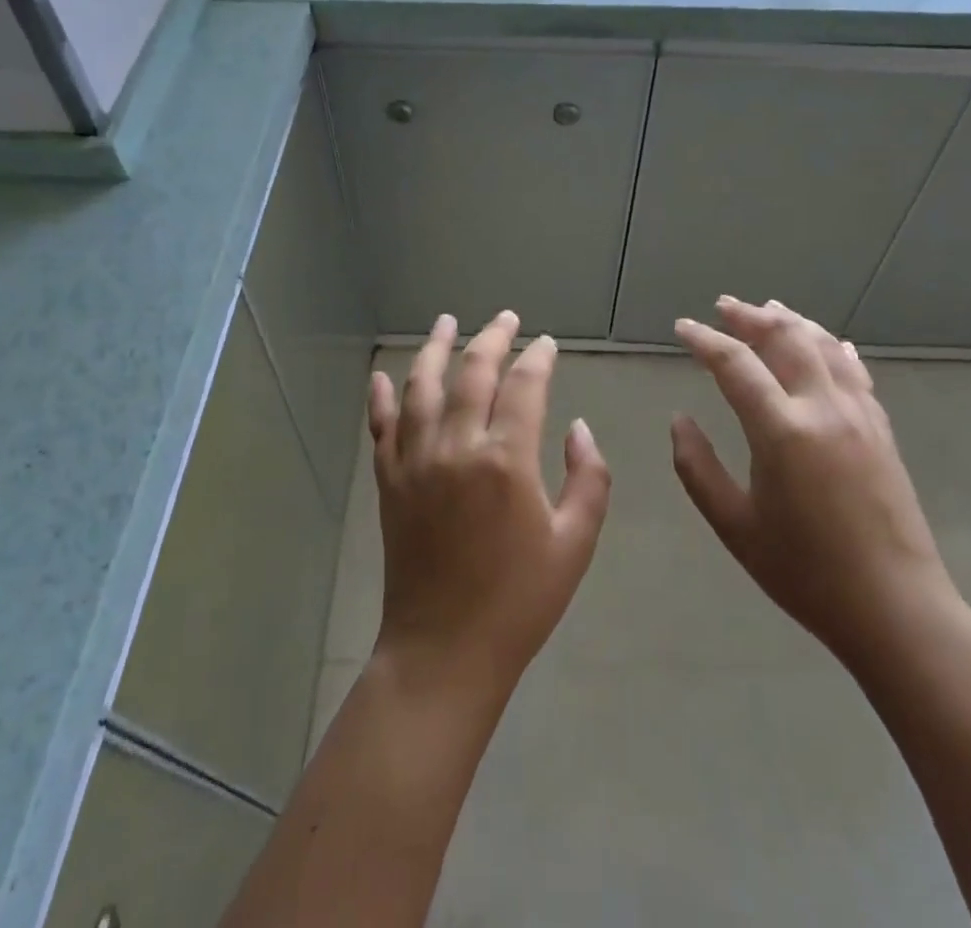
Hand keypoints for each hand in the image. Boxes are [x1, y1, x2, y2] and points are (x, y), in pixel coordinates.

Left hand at [368, 311, 611, 705]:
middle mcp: (456, 446)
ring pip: (423, 387)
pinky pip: (382, 427)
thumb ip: (589, 478)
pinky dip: (381, 398)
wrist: (444, 651)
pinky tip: (384, 375)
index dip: (538, 358)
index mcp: (506, 460)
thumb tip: (579, 428)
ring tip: (447, 323)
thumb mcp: (575, 543)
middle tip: (505, 319)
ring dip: (436, 349)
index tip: (546, 344)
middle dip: (492, 338)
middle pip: (473, 373)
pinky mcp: (389, 481)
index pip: (524, 385)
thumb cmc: (520, 601)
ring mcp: (415, 461)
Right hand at [671, 297, 961, 672]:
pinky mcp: (881, 428)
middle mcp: (823, 408)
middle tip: (724, 307)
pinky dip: (831, 347)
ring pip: (823, 345)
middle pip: (785, 338)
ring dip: (792, 322)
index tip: (683, 327)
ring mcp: (859, 414)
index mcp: (782, 431)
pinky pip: (854, 370)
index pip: (735, 364)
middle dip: (750, 317)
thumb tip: (679, 421)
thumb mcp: (735, 527)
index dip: (705, 340)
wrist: (896, 608)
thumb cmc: (806, 573)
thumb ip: (698, 468)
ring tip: (768, 310)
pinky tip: (826, 342)